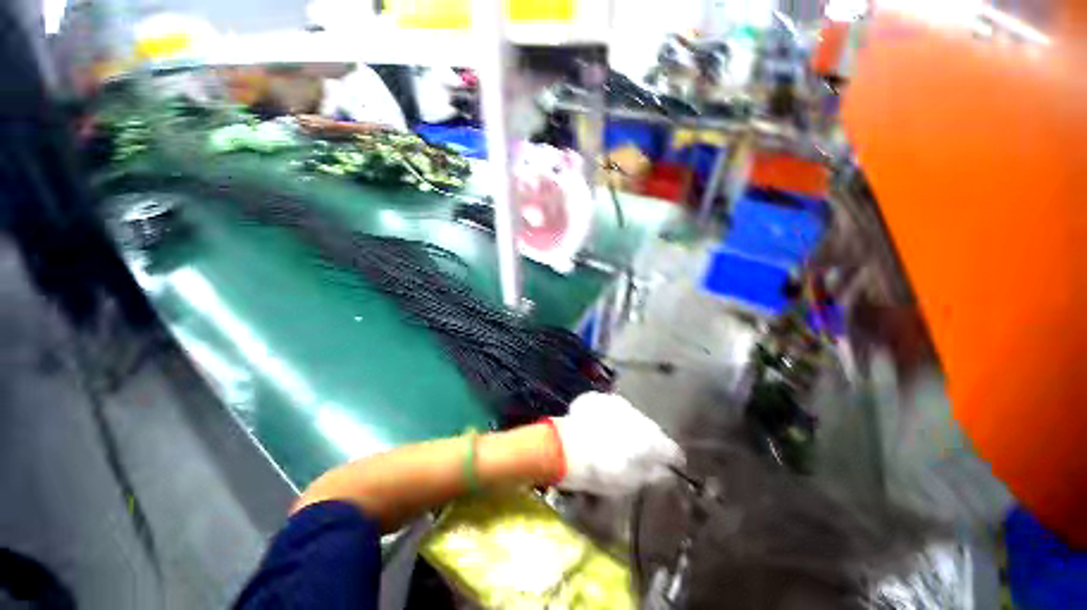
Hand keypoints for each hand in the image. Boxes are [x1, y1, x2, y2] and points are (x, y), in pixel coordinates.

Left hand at [552, 392, 683, 495]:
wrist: (565, 448)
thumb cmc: (599, 471)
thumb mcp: (629, 482)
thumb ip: (652, 475)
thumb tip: (664, 471)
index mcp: (650, 438)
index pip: (671, 449)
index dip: (672, 459)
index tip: (671, 466)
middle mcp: (637, 416)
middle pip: (650, 429)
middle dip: (648, 440)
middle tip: (640, 454)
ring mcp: (616, 404)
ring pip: (631, 416)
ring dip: (629, 426)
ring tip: (617, 439)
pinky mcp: (598, 398)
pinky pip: (611, 409)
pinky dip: (610, 418)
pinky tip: (601, 427)